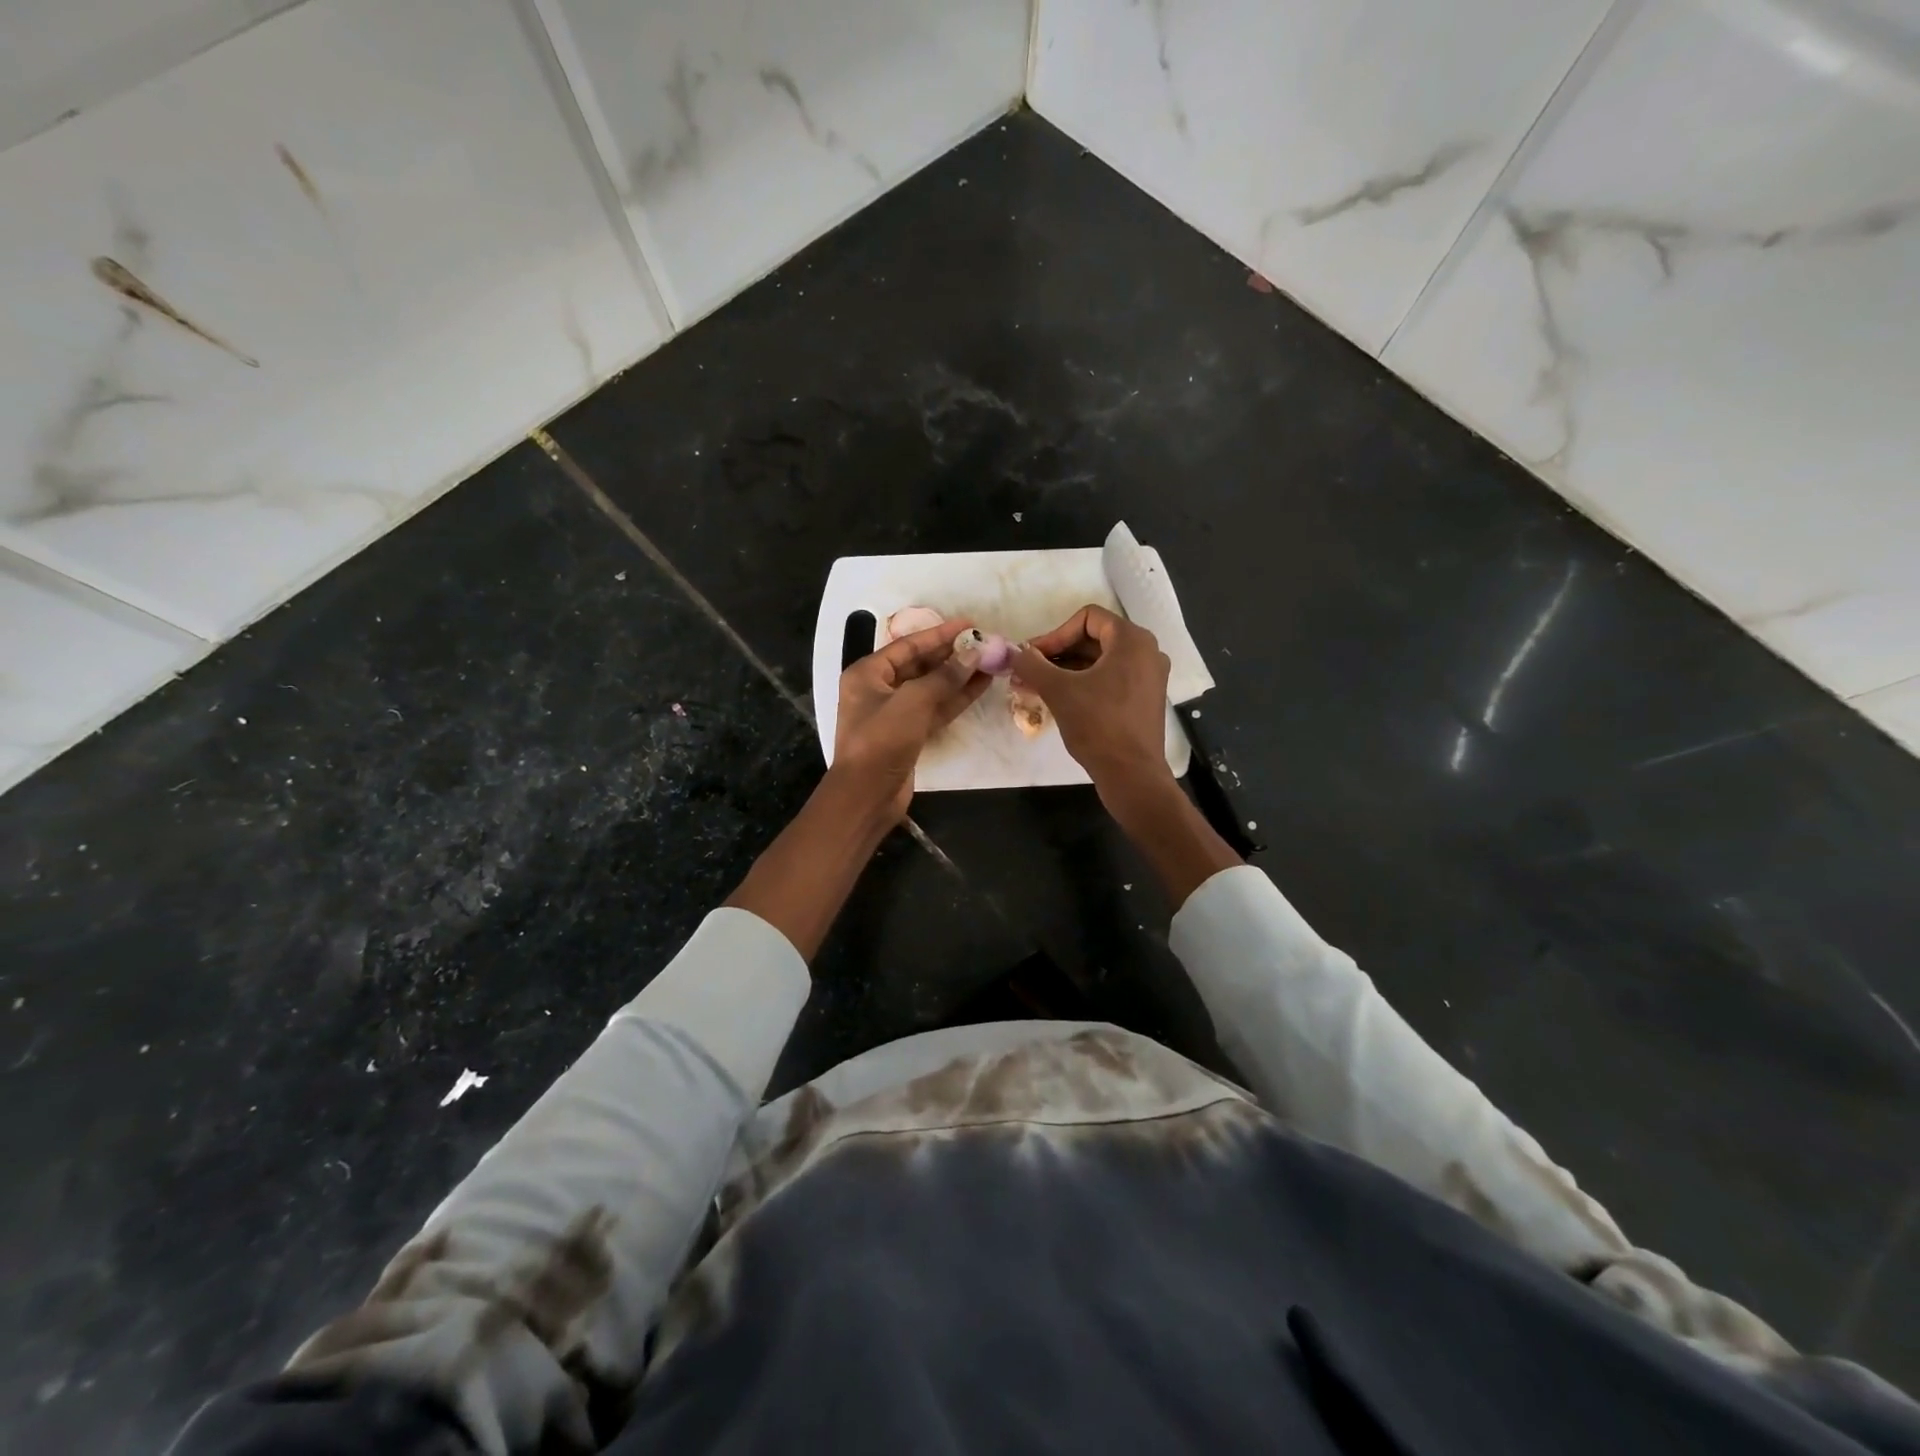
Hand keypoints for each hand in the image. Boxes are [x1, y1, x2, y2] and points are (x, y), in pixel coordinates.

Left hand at [833, 617, 988, 817]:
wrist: (867, 795)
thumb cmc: (881, 741)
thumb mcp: (912, 702)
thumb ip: (945, 676)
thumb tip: (974, 653)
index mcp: (868, 673)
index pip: (908, 646)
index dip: (940, 634)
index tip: (970, 624)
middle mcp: (879, 689)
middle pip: (921, 664)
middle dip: (952, 655)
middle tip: (984, 643)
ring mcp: (895, 713)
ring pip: (932, 687)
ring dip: (959, 676)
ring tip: (990, 662)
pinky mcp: (909, 733)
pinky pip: (935, 708)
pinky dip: (957, 698)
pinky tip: (981, 686)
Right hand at [1010, 605, 1172, 791]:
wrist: (1131, 774)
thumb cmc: (1097, 725)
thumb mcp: (1058, 691)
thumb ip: (1032, 665)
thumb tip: (1013, 652)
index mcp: (1132, 640)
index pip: (1087, 618)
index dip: (1055, 634)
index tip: (1033, 657)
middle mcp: (1146, 651)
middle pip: (1093, 638)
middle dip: (1057, 653)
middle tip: (1028, 671)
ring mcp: (1149, 676)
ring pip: (1100, 661)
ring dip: (1066, 670)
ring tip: (1034, 686)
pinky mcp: (1144, 698)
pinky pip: (1110, 678)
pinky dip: (1083, 683)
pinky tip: (1057, 698)